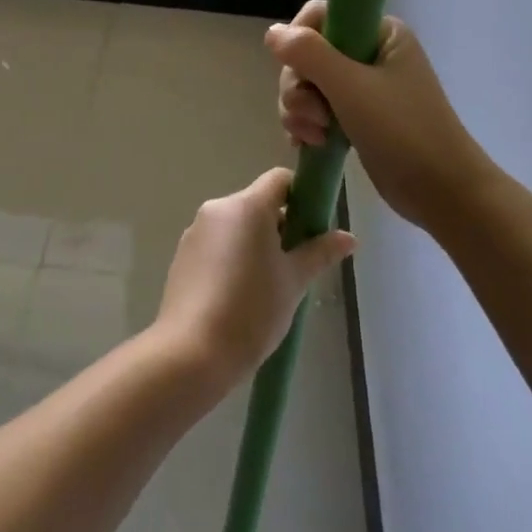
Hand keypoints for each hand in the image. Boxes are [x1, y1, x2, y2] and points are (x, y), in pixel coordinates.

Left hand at [152, 168, 355, 386]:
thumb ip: (320, 253)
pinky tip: (239, 295)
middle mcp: (217, 208)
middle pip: (257, 204)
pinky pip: (216, 244)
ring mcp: (196, 231)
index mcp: (247, 206)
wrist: (192, 352)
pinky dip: (232, 257)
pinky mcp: (183, 255)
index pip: (279, 180)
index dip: (301, 195)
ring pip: (236, 225)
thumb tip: (349, 237)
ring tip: (269, 286)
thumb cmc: (252, 310)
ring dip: (255, 243)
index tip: (313, 226)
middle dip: (280, 226)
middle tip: (296, 264)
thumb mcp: (294, 281)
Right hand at [268, 0, 493, 231]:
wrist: (442, 192)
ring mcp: (363, 87)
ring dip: (300, 110)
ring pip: (306, 84)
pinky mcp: (356, 117)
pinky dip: (306, 125)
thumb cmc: (403, 131)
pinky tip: (309, 144)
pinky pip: (315, 109)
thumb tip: (272, 32)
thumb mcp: (351, 87)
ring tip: (316, 136)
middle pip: (307, 53)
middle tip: (313, 115)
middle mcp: (369, 53)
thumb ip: (308, 54)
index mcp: (379, 33)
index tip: (300, 71)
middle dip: (299, 86)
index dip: (300, 41)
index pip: (321, 16)